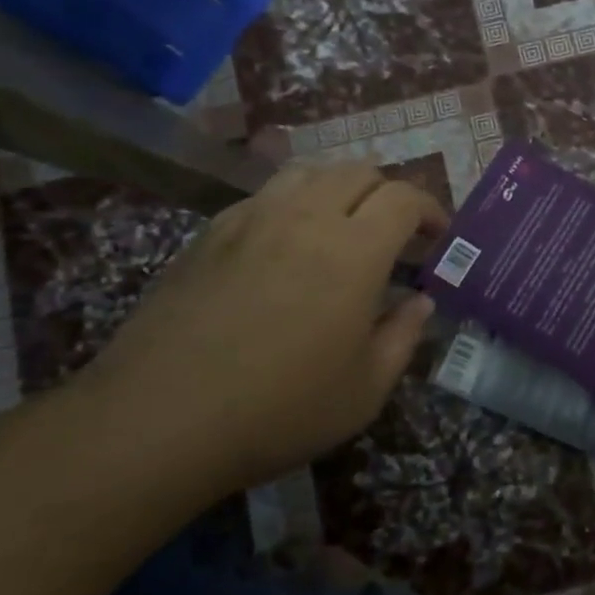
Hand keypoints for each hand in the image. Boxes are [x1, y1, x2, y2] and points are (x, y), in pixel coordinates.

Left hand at [72, 163, 444, 497]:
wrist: (156, 422)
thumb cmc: (279, 410)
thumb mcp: (366, 390)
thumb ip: (403, 337)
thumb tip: (419, 302)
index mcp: (354, 251)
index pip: (404, 198)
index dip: (430, 209)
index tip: (437, 237)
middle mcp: (305, 218)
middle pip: (358, 172)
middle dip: (388, 194)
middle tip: (395, 234)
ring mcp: (250, 220)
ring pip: (308, 173)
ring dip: (339, 189)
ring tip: (343, 226)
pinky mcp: (209, 236)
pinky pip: (263, 196)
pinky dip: (292, 204)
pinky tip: (285, 245)